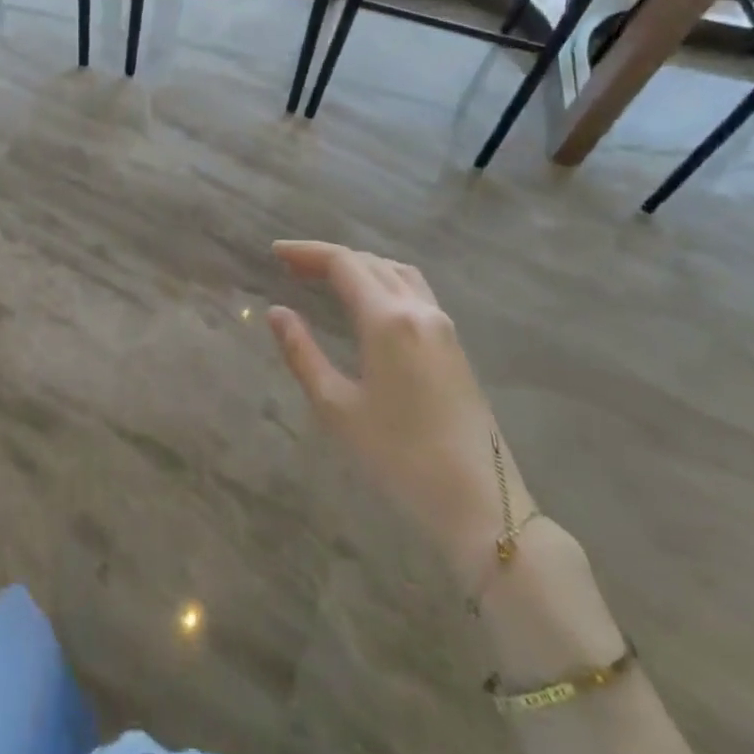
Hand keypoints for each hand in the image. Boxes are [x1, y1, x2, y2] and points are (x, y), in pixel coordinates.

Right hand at [267, 241, 528, 592]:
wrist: (479, 501)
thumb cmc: (398, 457)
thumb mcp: (336, 407)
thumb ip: (302, 353)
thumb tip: (277, 313)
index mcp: (388, 320)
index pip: (343, 264)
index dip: (306, 252)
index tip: (274, 253)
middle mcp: (419, 310)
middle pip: (371, 262)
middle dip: (328, 257)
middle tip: (290, 266)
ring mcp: (443, 326)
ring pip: (397, 272)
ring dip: (359, 266)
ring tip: (325, 278)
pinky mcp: (454, 345)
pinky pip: (414, 292)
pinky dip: (382, 281)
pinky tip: (367, 303)